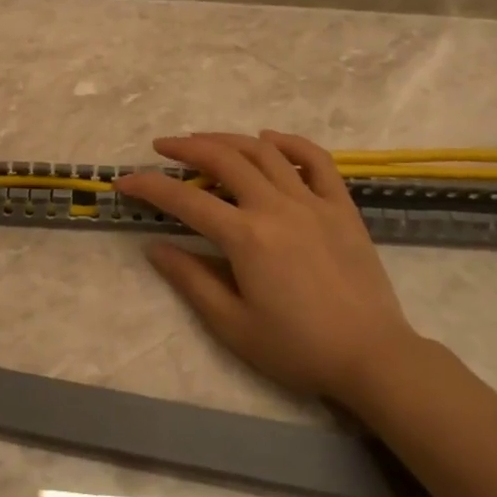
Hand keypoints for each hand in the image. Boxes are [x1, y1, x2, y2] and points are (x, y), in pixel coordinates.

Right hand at [114, 131, 424, 408]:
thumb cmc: (297, 348)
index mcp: (246, 237)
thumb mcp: (232, 325)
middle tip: (162, 146)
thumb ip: (191, 280)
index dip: (150, 186)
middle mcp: (276, 206)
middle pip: (223, 159)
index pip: (186, 199)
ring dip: (229, 139)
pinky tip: (269, 140)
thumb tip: (155, 246)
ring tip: (204, 140)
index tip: (125, 180)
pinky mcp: (341, 206)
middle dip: (186, 147)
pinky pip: (317, 160)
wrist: (372, 356)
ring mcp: (313, 201)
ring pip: (264, 152)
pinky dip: (290, 143)